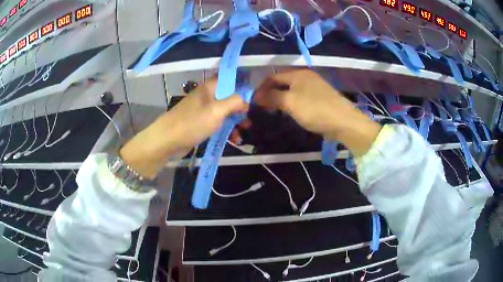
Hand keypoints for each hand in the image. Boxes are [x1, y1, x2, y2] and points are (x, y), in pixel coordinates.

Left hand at [120, 78, 248, 178]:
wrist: (167, 140)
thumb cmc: (192, 122)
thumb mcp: (217, 111)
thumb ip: (235, 102)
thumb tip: (247, 100)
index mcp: (211, 87)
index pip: (232, 79)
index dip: (244, 85)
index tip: (256, 96)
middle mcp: (208, 95)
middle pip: (231, 97)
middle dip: (242, 108)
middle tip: (250, 120)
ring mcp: (204, 109)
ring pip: (226, 112)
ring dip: (235, 121)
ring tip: (243, 133)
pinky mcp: (201, 122)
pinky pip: (218, 123)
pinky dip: (226, 129)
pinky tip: (233, 139)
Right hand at [255, 69, 380, 156]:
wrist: (343, 121)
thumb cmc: (315, 110)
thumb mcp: (290, 102)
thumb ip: (271, 97)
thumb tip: (256, 96)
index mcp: (298, 74)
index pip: (273, 77)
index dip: (261, 88)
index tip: (253, 101)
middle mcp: (306, 76)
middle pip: (282, 82)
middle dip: (270, 93)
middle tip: (262, 107)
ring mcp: (314, 87)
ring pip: (291, 90)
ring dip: (280, 99)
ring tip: (273, 111)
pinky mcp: (320, 97)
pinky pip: (300, 97)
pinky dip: (292, 103)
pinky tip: (290, 112)